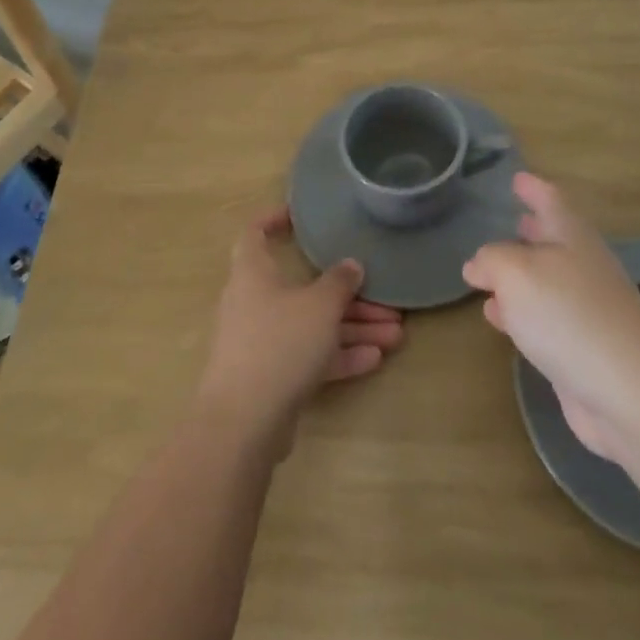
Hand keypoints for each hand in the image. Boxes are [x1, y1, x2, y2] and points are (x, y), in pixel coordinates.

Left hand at [195, 209, 403, 450]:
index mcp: (253, 273)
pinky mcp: (271, 377)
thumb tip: (350, 265)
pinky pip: (309, 357)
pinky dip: (339, 356)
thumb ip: (339, 282)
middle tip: (386, 300)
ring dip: (353, 328)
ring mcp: (262, 342)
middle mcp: (254, 302)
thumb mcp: (319, 306)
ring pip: (312, 325)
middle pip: (303, 288)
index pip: (255, 233)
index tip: (301, 216)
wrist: (243, 423)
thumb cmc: (278, 343)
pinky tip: (375, 359)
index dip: (274, 219)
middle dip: (347, 295)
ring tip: (396, 334)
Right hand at [463, 174, 639, 463]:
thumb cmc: (570, 314)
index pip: (551, 200)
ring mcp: (585, 311)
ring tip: (488, 274)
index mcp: (571, 237)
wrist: (632, 392)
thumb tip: (477, 266)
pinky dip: (518, 314)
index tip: (517, 177)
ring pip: (545, 282)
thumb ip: (491, 261)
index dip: (533, 187)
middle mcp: (581, 267)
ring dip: (519, 276)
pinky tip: (498, 318)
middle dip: (531, 230)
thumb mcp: (516, 272)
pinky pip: (542, 320)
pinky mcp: (581, 351)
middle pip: (554, 240)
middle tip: (509, 220)